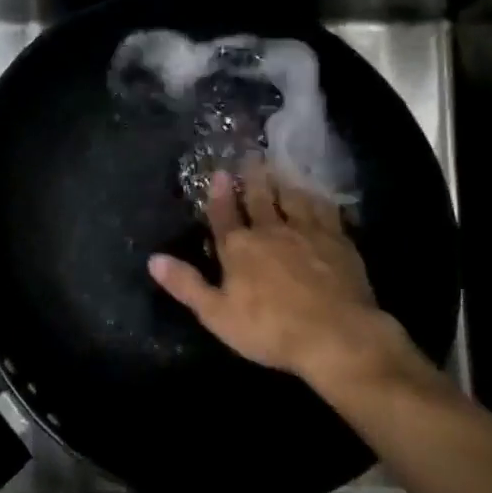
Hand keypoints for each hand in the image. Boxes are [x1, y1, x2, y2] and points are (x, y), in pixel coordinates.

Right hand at [148, 165, 409, 394]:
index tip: (219, 173)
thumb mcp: (216, 314)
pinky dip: (317, 199)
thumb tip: (153, 259)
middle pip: (259, 199)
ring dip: (283, 183)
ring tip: (280, 169)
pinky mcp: (338, 241)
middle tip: (250, 157)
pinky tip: (317, 195)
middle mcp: (271, 231)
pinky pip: (325, 211)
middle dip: (252, 179)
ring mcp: (307, 233)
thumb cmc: (270, 329)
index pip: (223, 215)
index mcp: (238, 248)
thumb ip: (186, 284)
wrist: (335, 335)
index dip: (219, 194)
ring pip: (292, 199)